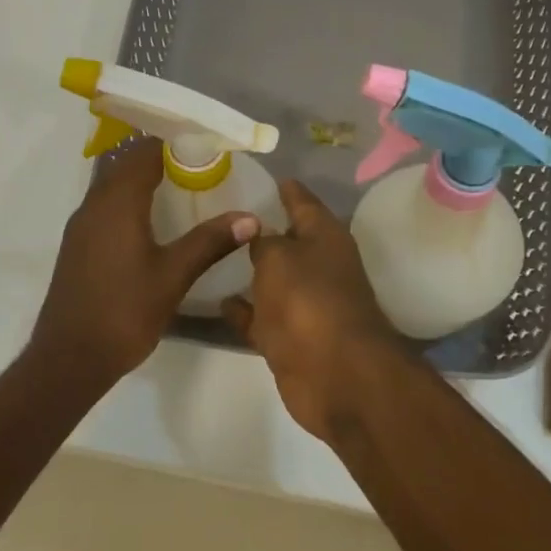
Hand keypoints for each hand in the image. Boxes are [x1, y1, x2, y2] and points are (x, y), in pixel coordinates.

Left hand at [30, 140, 260, 389]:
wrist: (70, 357)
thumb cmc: (124, 311)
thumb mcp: (173, 276)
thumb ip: (210, 242)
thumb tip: (250, 218)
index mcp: (117, 203)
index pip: (144, 152)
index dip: (174, 142)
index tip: (206, 145)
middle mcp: (94, 205)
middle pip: (125, 163)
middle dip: (160, 156)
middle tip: (198, 164)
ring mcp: (81, 226)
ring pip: (111, 184)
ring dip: (142, 178)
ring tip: (181, 187)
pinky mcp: (78, 245)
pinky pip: (105, 205)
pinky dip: (129, 199)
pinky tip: (152, 221)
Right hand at [223, 180, 405, 441]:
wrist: (335, 375)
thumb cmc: (308, 301)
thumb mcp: (278, 258)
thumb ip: (262, 243)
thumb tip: (257, 236)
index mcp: (325, 237)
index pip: (302, 201)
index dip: (284, 188)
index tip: (260, 175)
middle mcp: (319, 267)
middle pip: (288, 241)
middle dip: (261, 230)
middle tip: (222, 213)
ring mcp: (306, 305)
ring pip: (274, 280)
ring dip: (252, 272)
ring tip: (215, 254)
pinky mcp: (291, 338)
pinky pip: (262, 317)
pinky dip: (244, 310)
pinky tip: (219, 302)